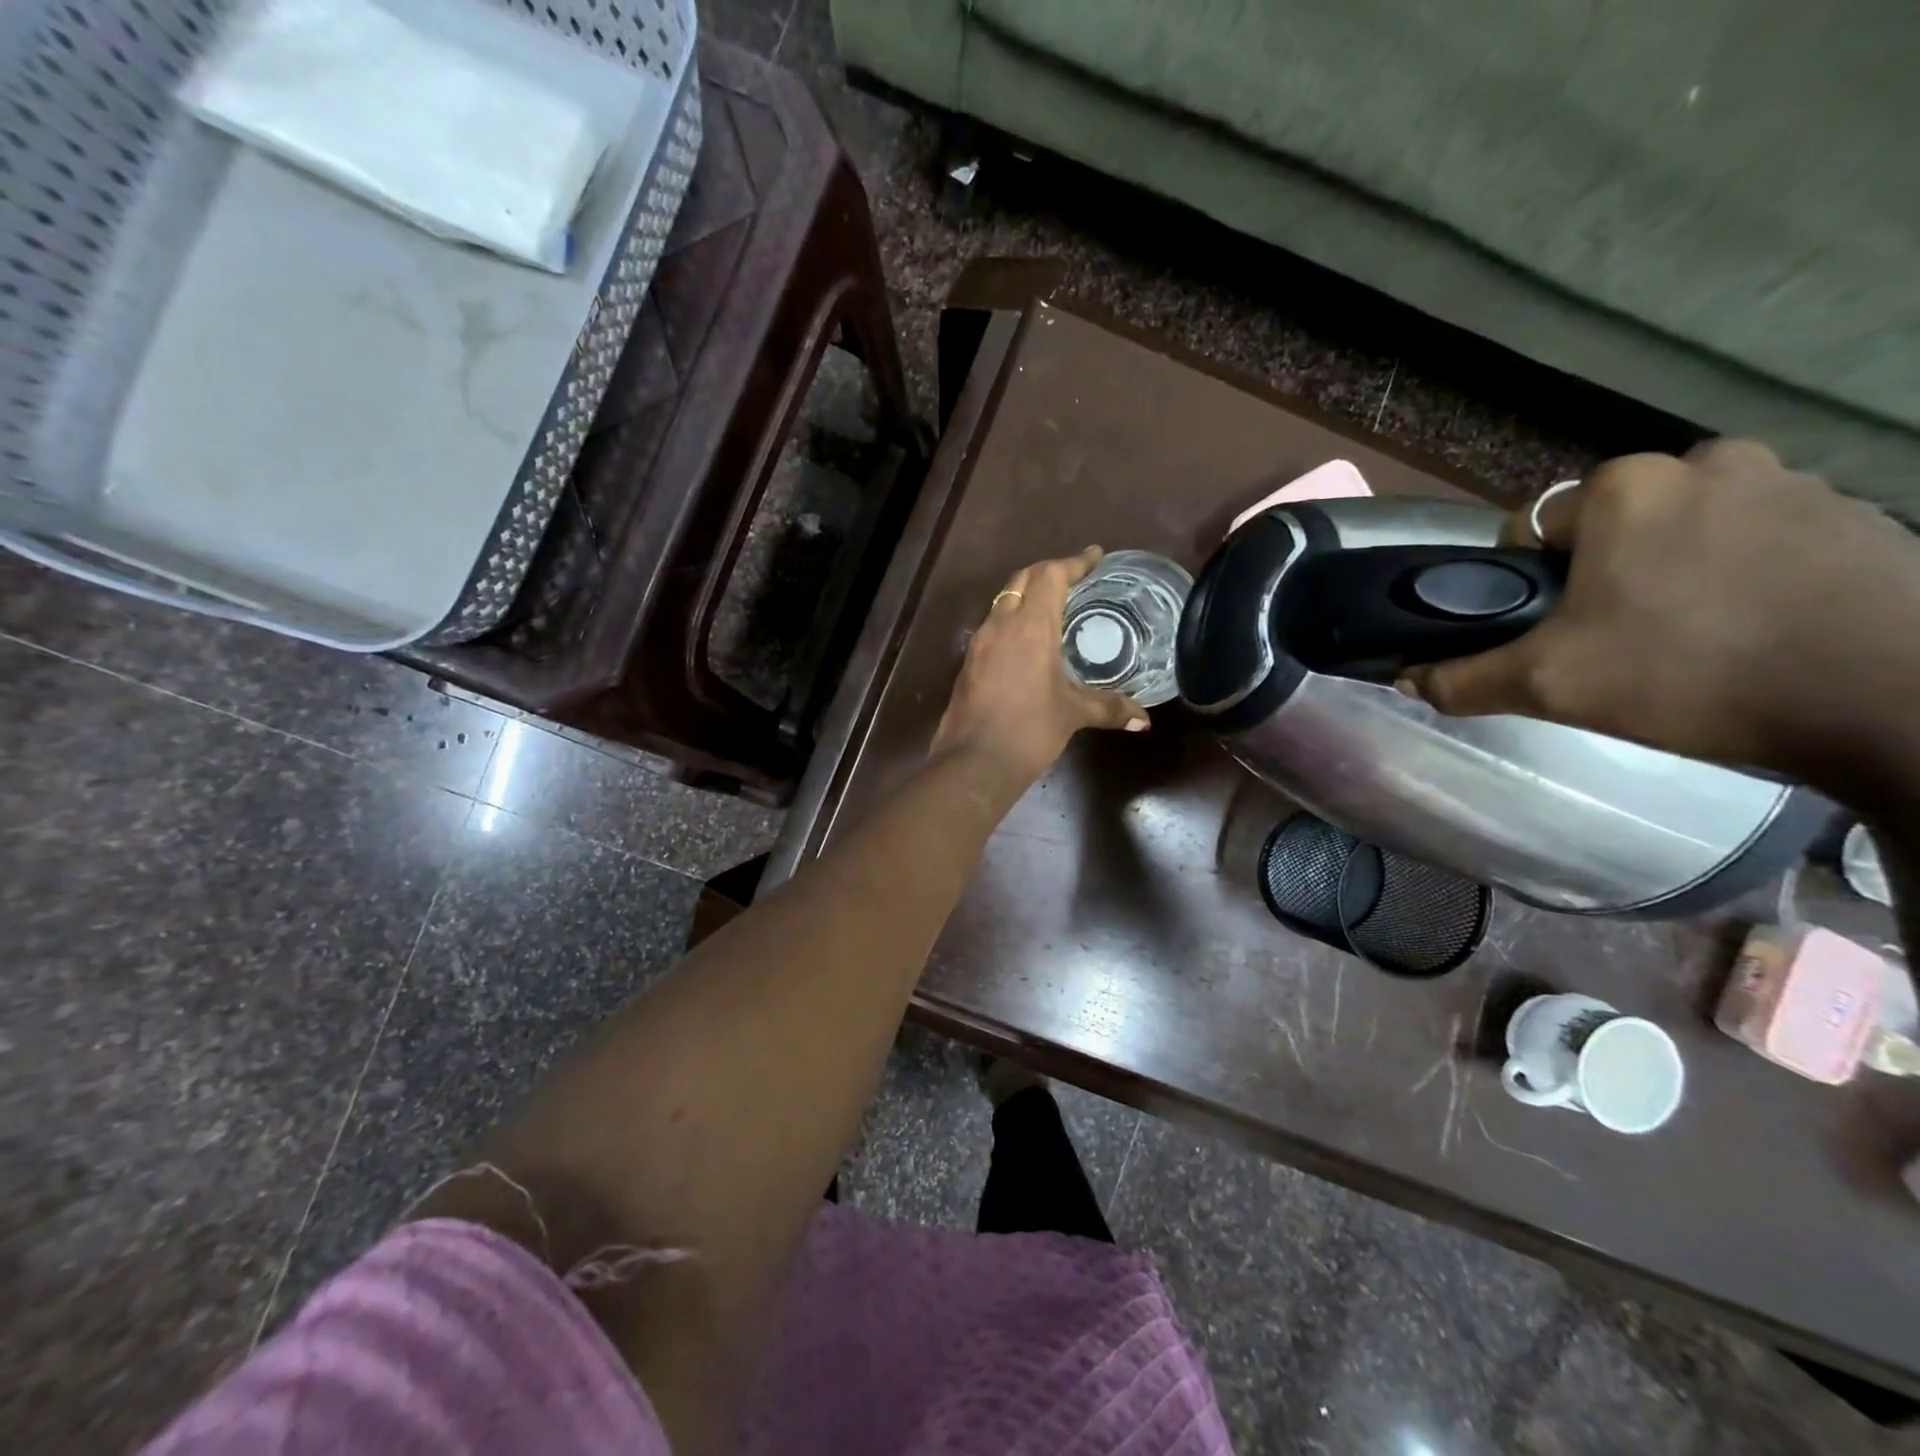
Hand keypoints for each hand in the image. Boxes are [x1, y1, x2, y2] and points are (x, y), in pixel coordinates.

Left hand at [932, 547, 1148, 782]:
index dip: (1074, 562)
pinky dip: (1012, 620)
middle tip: (1074, 576)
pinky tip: (1027, 641)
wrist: (974, 761)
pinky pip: (993, 626)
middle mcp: (1001, 624)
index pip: (1051, 576)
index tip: (1095, 556)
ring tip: (1053, 605)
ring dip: (1027, 594)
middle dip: (1048, 571)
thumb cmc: (1029, 730)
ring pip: (1003, 601)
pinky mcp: (968, 663)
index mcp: (1030, 626)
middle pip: (1023, 580)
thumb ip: (1109, 708)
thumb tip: (1144, 719)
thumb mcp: (1073, 714)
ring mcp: (980, 643)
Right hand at [1401, 440, 1919, 787]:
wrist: (1894, 701)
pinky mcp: (1861, 515)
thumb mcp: (1551, 686)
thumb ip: (1464, 679)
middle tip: (1616, 638)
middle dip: (1605, 573)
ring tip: (1689, 638)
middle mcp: (1709, 462)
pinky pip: (1762, 539)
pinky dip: (1744, 575)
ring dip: (1674, 571)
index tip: (1550, 628)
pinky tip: (1755, 630)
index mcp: (1627, 487)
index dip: (1529, 581)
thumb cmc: (1692, 674)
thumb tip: (1406, 679)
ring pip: (1689, 530)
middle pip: (1615, 525)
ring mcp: (1797, 482)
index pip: (1538, 527)